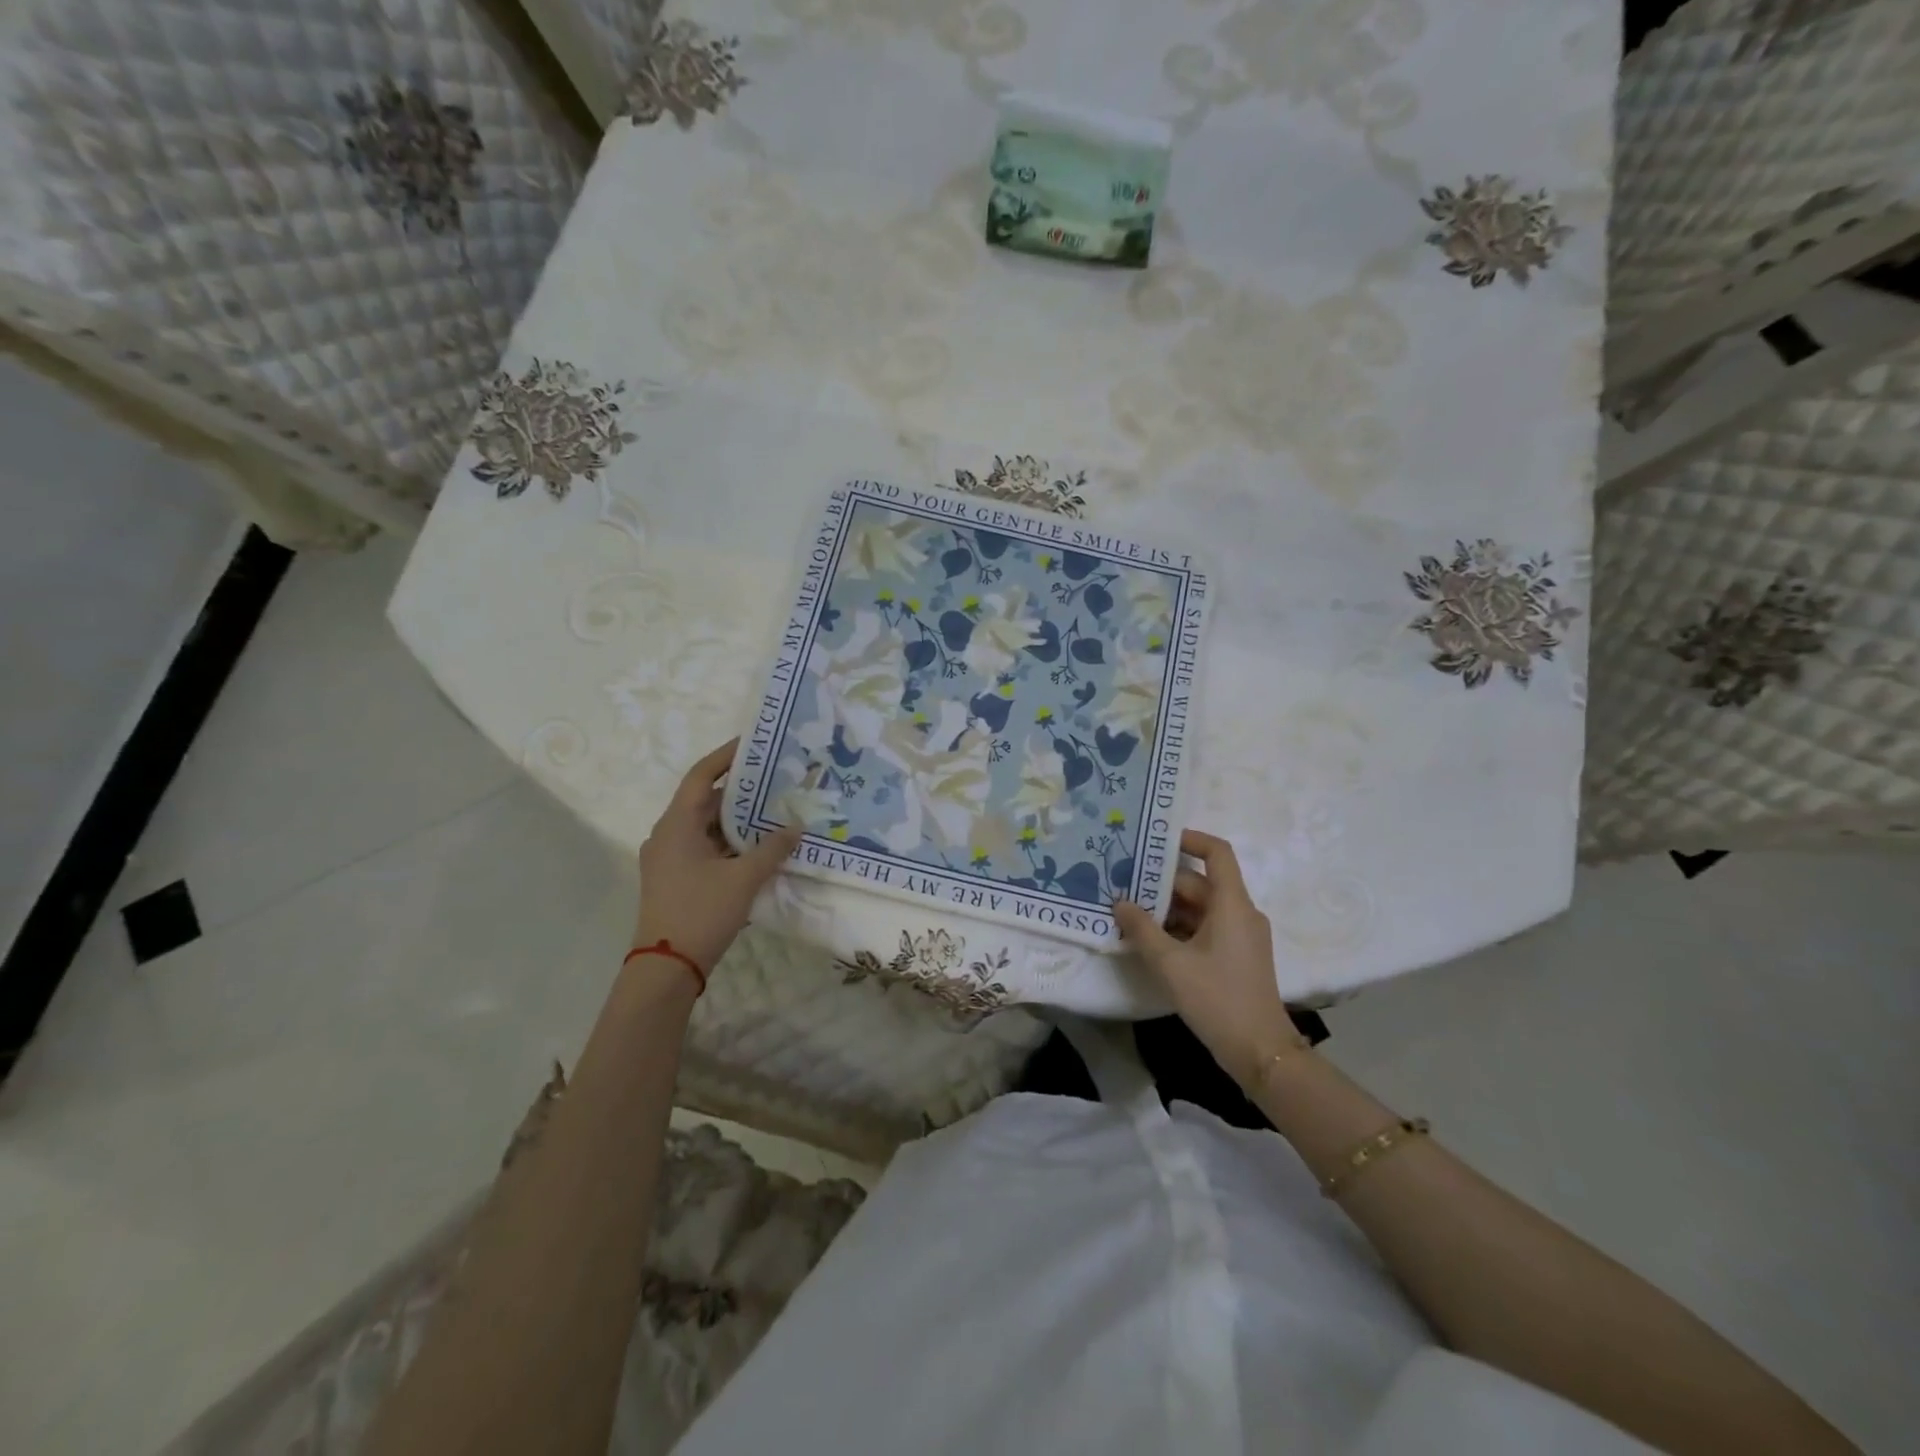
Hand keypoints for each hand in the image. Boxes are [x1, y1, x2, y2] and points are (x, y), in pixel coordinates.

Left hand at [633, 740, 802, 979]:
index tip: (753, 744)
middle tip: (775, 781)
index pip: (701, 776)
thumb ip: (772, 848)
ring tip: (773, 812)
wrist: (666, 967)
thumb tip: (796, 826)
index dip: (726, 757)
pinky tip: (757, 848)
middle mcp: (667, 834)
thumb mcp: (744, 878)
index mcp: (677, 824)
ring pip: (705, 827)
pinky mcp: (674, 878)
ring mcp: (668, 858)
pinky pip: (704, 847)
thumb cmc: (701, 912)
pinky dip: (728, 843)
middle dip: (740, 792)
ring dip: (736, 821)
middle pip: (705, 801)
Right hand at [1113, 829, 1305, 1088]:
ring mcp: (1241, 936)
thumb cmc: (1217, 999)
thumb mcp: (1171, 963)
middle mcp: (1240, 913)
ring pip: (1200, 907)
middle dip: (1163, 882)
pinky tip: (1149, 938)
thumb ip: (1142, 928)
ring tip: (1129, 909)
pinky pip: (1205, 928)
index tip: (1156, 840)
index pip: (1217, 853)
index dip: (1190, 839)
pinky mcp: (1236, 956)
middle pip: (1200, 883)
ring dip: (1167, 908)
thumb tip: (1119, 902)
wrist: (1260, 1052)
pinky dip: (1179, 928)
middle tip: (1124, 882)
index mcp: (1232, 905)